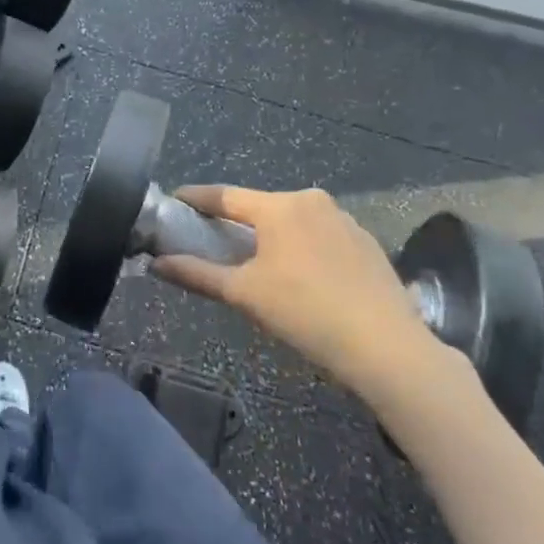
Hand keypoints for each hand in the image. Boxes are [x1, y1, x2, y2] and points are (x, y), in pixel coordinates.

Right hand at [155, 186, 459, 402]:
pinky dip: (302, 249)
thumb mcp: (245, 295)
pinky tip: (303, 279)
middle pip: (260, 208)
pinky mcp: (366, 242)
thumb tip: (156, 264)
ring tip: (259, 266)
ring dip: (271, 238)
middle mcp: (312, 201)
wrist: (387, 347)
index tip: (175, 201)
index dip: (196, 199)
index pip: (225, 195)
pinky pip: (320, 237)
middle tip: (214, 243)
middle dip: (236, 224)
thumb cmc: (306, 313)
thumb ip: (197, 274)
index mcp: (280, 206)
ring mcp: (344, 220)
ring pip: (293, 222)